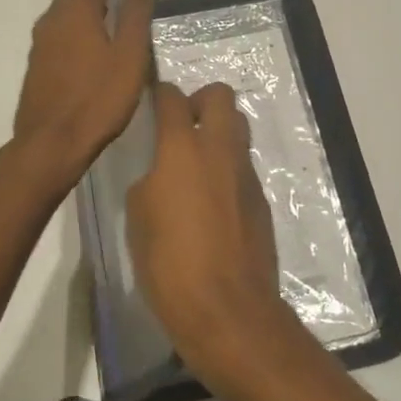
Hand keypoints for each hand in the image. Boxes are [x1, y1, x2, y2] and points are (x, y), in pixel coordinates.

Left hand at [13, 0, 156, 185]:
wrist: (52, 143)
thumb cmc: (99, 99)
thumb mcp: (129, 55)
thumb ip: (136, 14)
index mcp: (76, 12)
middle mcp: (53, 19)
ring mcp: (41, 42)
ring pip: (64, 9)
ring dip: (86, 0)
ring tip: (110, 6)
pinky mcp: (38, 63)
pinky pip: (59, 28)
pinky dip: (76, 21)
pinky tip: (90, 38)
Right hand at [126, 81, 310, 391]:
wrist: (227, 308)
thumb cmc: (169, 263)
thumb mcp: (138, 219)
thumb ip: (150, 182)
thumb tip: (163, 176)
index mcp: (182, 150)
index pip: (173, 99)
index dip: (161, 92)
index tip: (153, 98)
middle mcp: (220, 151)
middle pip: (221, 97)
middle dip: (201, 99)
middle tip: (183, 123)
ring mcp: (246, 175)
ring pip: (238, 130)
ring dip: (219, 133)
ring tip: (196, 163)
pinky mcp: (262, 201)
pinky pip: (243, 168)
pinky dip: (228, 170)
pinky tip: (211, 203)